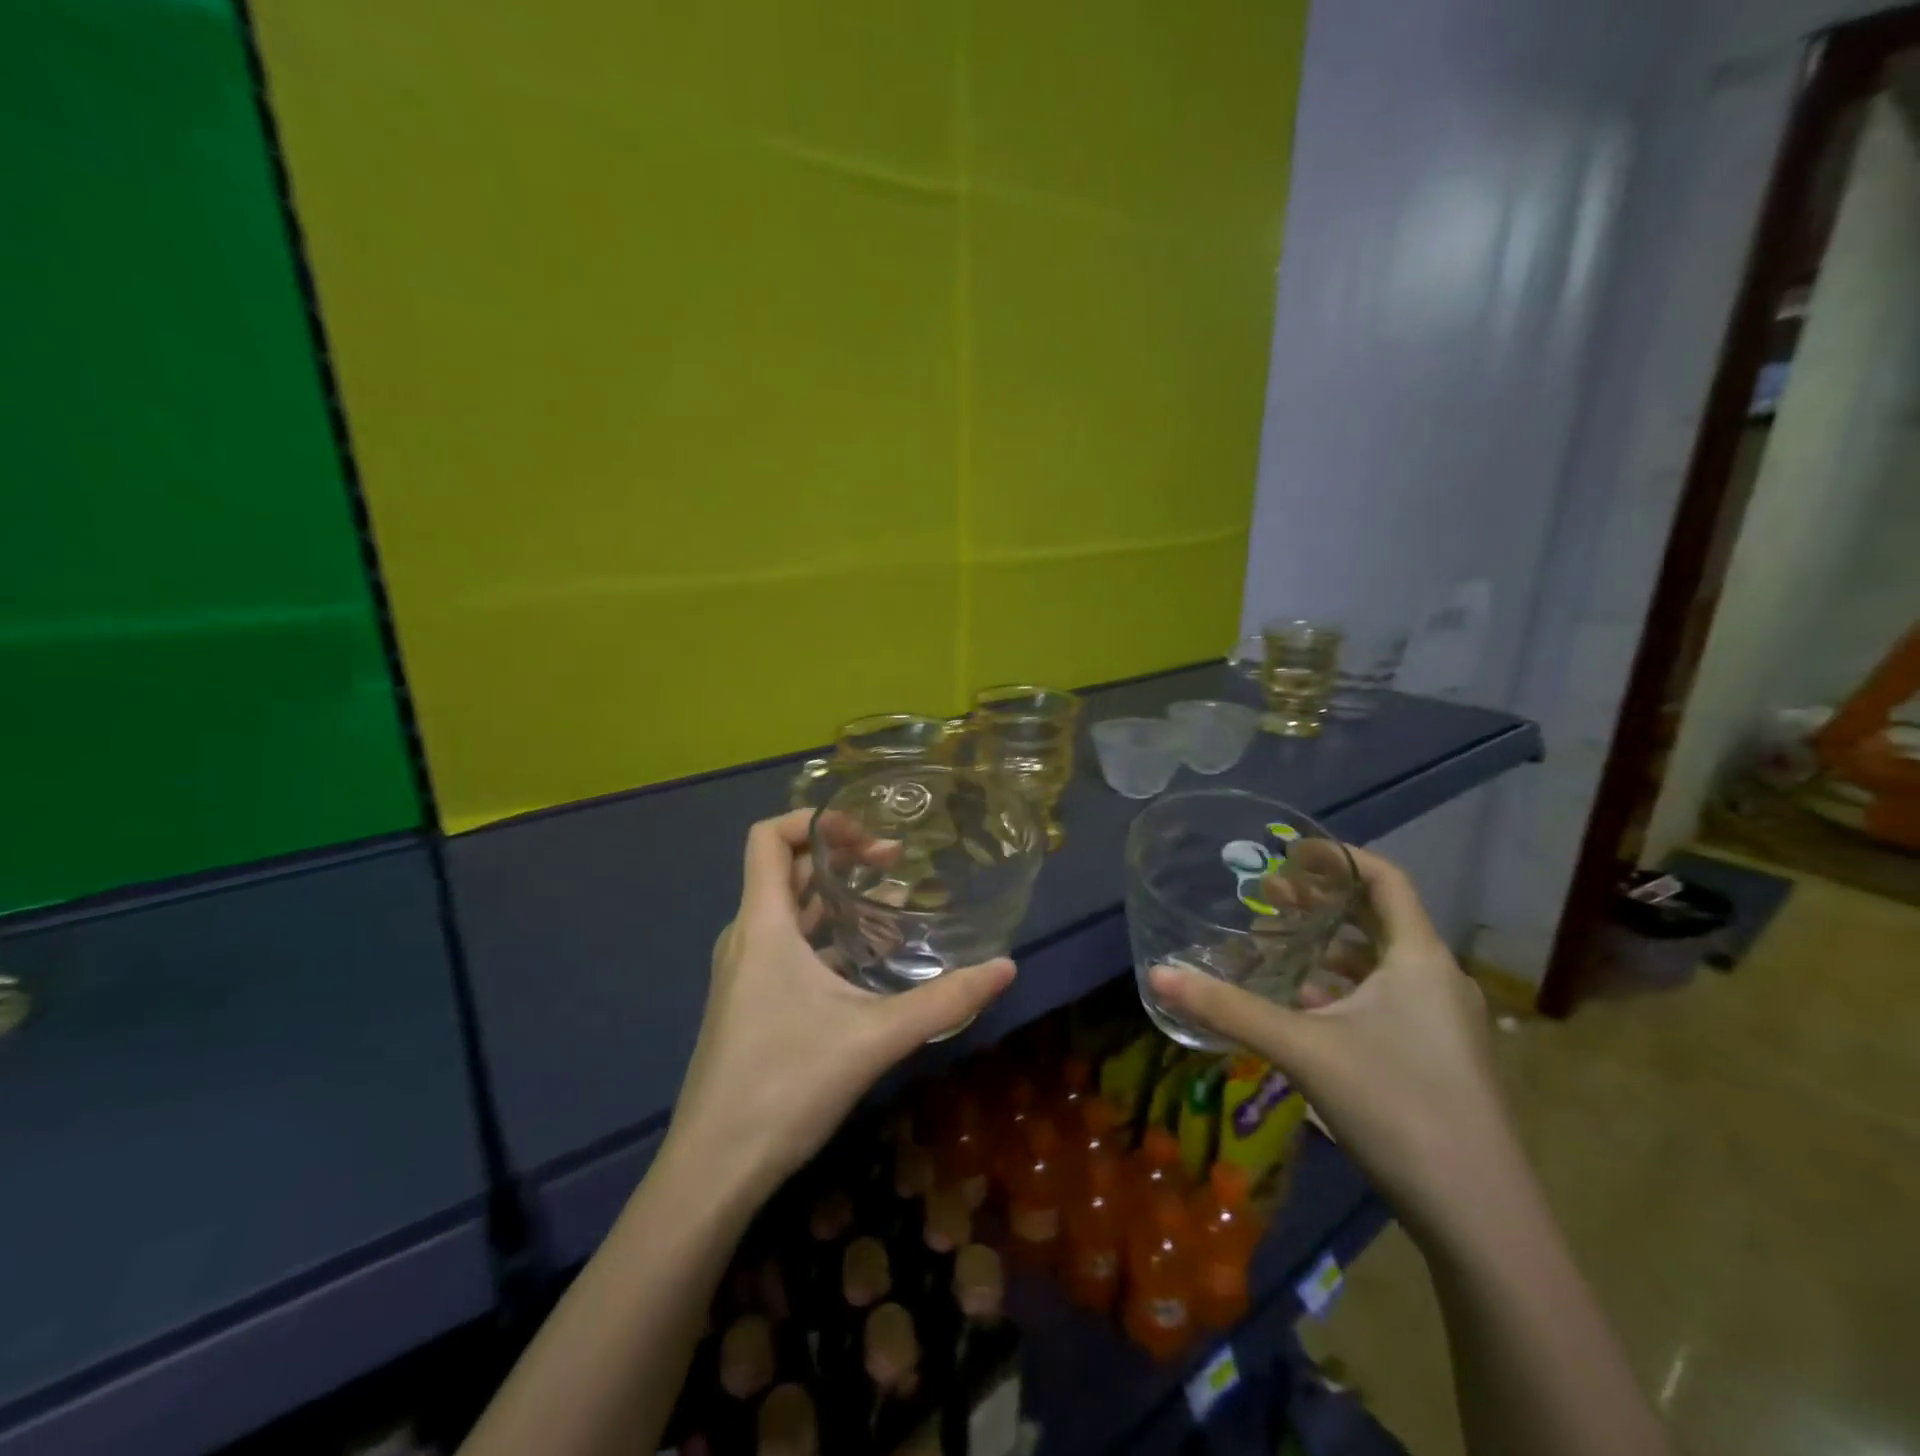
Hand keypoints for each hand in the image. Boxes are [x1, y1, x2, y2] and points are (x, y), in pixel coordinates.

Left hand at [665, 810, 1016, 1201]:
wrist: (713, 1169)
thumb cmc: (785, 1084)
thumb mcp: (875, 1037)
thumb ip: (943, 1000)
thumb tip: (1006, 968)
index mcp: (764, 925)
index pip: (769, 837)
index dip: (815, 820)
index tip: (866, 834)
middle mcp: (748, 937)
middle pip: (786, 869)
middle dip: (840, 856)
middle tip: (895, 862)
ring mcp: (743, 971)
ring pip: (788, 910)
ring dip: (835, 896)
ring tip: (891, 900)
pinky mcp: (748, 1001)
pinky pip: (786, 946)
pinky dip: (824, 934)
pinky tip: (866, 958)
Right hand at [1149, 847, 1514, 1238]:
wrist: (1483, 1222)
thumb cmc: (1398, 1109)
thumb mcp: (1304, 1051)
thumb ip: (1229, 1010)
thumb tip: (1158, 974)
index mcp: (1419, 959)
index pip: (1386, 879)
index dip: (1339, 857)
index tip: (1290, 852)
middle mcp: (1438, 980)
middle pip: (1379, 918)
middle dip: (1322, 903)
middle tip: (1267, 896)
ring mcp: (1444, 1023)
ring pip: (1381, 963)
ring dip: (1330, 948)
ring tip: (1277, 944)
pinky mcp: (1439, 1058)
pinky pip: (1387, 999)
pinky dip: (1345, 988)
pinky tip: (1306, 1006)